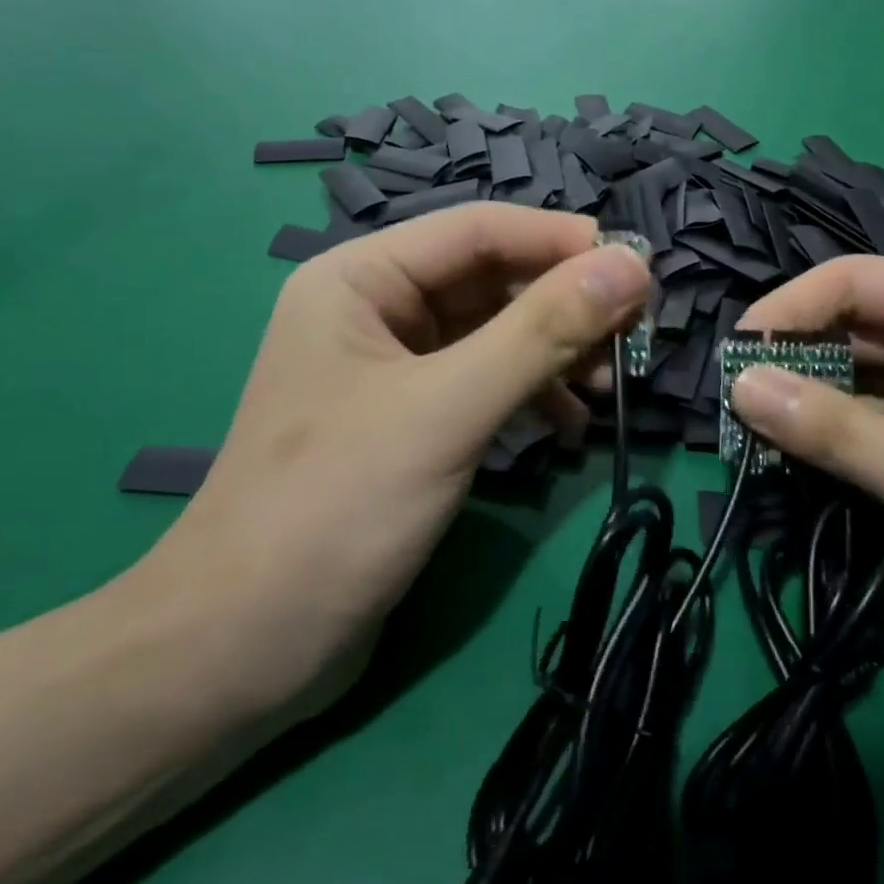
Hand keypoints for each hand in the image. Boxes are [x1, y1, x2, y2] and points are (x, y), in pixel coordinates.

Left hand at [129, 205, 650, 719]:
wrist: (243, 653)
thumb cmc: (334, 510)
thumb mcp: (447, 410)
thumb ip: (542, 333)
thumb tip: (632, 265)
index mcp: (361, 278)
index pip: (480, 230)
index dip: (561, 241)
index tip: (640, 269)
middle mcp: (376, 309)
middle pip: (493, 280)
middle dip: (564, 305)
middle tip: (635, 335)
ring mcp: (394, 368)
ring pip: (496, 334)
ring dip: (555, 354)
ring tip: (608, 387)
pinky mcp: (412, 421)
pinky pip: (487, 383)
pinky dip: (533, 397)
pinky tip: (568, 428)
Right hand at [728, 257, 883, 682]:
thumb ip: (834, 430)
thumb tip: (739, 384)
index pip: (858, 281)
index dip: (788, 311)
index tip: (733, 360)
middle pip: (865, 325)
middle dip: (800, 360)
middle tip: (739, 407)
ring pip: (878, 375)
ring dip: (822, 402)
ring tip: (762, 436)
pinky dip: (855, 435)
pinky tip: (815, 461)